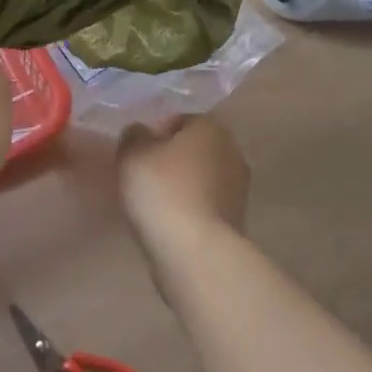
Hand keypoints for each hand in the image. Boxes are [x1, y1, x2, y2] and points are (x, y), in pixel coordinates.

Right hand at [117, 115, 250, 247]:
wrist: (195, 252)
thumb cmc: (162, 191)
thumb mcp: (132, 154)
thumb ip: (133, 136)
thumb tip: (141, 133)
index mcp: (211, 127)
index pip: (181, 120)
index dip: (156, 133)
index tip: (137, 153)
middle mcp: (232, 151)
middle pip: (194, 148)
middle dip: (171, 158)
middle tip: (144, 175)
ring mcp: (239, 188)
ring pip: (201, 177)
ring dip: (182, 184)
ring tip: (153, 202)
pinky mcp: (237, 220)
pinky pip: (205, 204)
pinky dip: (189, 208)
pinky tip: (170, 222)